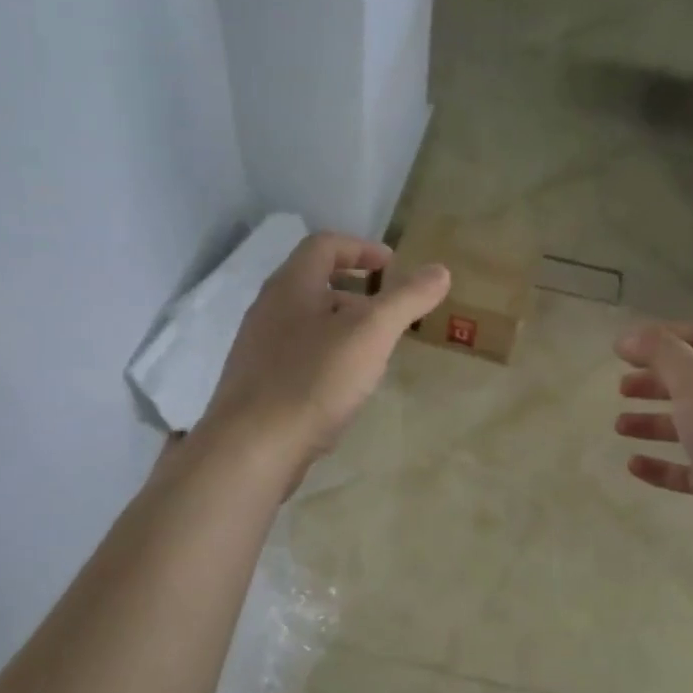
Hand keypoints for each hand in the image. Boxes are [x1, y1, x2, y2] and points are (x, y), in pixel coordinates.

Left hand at [202, 232, 450, 472]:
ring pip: (307, 324)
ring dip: (342, 328)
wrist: (253, 447)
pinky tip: (343, 388)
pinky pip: (298, 357)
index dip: (362, 248)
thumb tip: (440, 270)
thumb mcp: (371, 333)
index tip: (393, 267)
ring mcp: (258, 349)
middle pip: (315, 284)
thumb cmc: (314, 379)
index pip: (325, 245)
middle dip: (356, 293)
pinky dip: (327, 358)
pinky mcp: (258, 385)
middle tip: (389, 315)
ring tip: (373, 352)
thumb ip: (406, 299)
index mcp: (291, 286)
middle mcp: (268, 310)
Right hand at [614, 322, 692, 568]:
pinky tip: (634, 466)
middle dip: (655, 381)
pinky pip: (686, 470)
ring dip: (652, 422)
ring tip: (619, 426)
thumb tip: (627, 336)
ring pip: (687, 426)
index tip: (627, 347)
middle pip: (692, 383)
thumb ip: (660, 351)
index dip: (665, 337)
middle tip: (621, 388)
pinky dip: (660, 466)